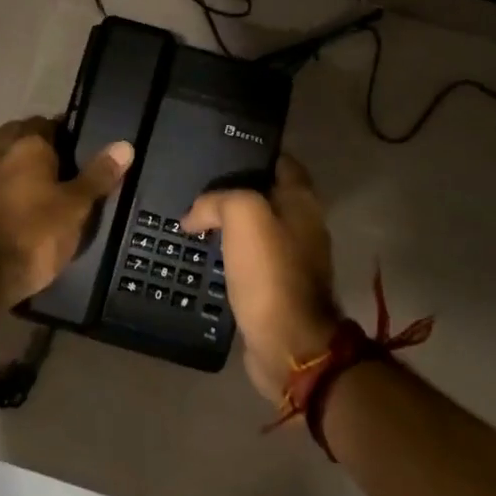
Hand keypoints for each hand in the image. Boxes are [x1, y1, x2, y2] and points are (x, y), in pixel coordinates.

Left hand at [0, 117, 133, 305]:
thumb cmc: (35, 233)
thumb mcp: (77, 206)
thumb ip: (99, 175)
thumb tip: (125, 145)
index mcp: (27, 145)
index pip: (46, 122)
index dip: (64, 131)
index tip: (81, 147)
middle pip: (18, 135)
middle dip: (38, 143)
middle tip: (64, 164)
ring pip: (4, 160)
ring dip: (20, 166)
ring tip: (47, 188)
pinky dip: (9, 189)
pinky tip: (25, 209)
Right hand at [182, 155, 340, 403]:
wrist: (287, 343)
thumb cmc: (270, 273)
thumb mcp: (244, 216)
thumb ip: (219, 200)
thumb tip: (194, 215)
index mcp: (303, 202)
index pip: (281, 162)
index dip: (252, 154)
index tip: (219, 152)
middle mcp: (303, 226)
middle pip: (266, 196)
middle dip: (235, 190)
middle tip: (197, 187)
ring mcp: (292, 259)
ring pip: (256, 229)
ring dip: (229, 225)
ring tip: (192, 220)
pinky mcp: (276, 288)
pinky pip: (249, 260)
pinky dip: (229, 255)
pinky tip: (203, 255)